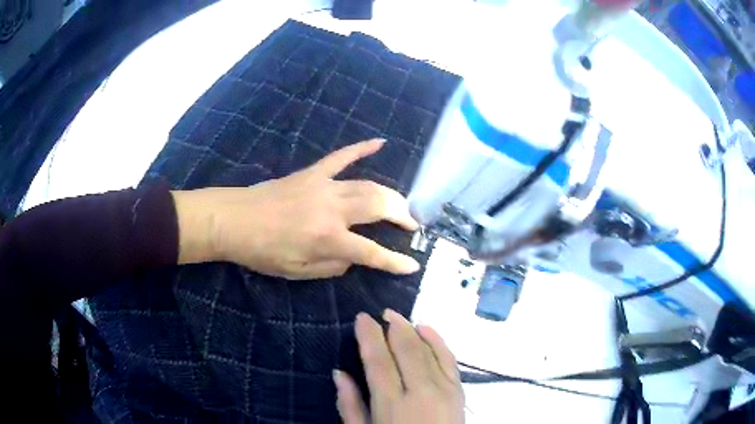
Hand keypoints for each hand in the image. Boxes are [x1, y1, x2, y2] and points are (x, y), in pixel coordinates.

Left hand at [172, 139, 420, 278]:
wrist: (234, 221)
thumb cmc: (263, 252)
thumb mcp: (298, 272)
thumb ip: (333, 266)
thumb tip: (354, 257)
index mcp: (327, 239)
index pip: (372, 252)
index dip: (395, 261)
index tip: (413, 264)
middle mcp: (332, 209)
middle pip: (379, 206)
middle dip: (402, 216)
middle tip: (411, 225)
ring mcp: (323, 186)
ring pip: (368, 184)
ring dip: (390, 194)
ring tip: (401, 205)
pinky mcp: (312, 172)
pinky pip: (341, 157)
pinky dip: (361, 148)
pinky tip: (380, 142)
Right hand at [334, 310, 464, 423]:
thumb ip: (351, 405)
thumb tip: (339, 373)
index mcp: (392, 405)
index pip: (379, 361)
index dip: (369, 337)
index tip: (362, 319)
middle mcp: (420, 392)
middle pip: (405, 350)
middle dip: (392, 328)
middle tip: (381, 313)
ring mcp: (444, 390)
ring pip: (428, 350)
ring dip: (412, 330)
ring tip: (398, 318)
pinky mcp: (459, 391)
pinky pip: (449, 359)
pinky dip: (438, 341)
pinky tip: (427, 329)